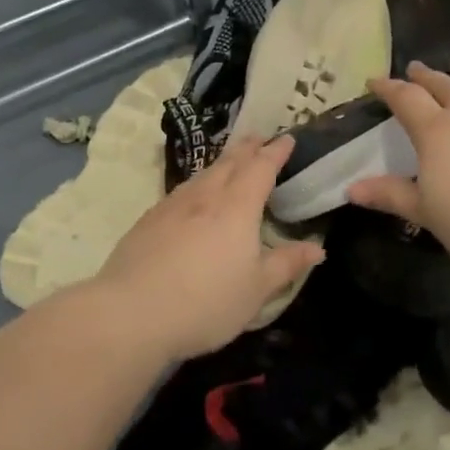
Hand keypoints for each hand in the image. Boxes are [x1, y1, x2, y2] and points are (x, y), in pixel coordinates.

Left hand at [94, 135, 325, 358]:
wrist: (132, 312)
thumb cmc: (207, 302)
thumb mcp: (256, 290)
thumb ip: (286, 264)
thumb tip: (317, 248)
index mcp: (237, 207)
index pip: (261, 168)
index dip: (275, 152)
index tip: (287, 139)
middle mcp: (205, 197)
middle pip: (229, 163)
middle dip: (247, 148)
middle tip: (259, 137)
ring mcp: (172, 205)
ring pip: (202, 174)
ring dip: (221, 162)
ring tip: (230, 161)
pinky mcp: (148, 220)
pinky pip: (181, 191)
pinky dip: (197, 183)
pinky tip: (193, 195)